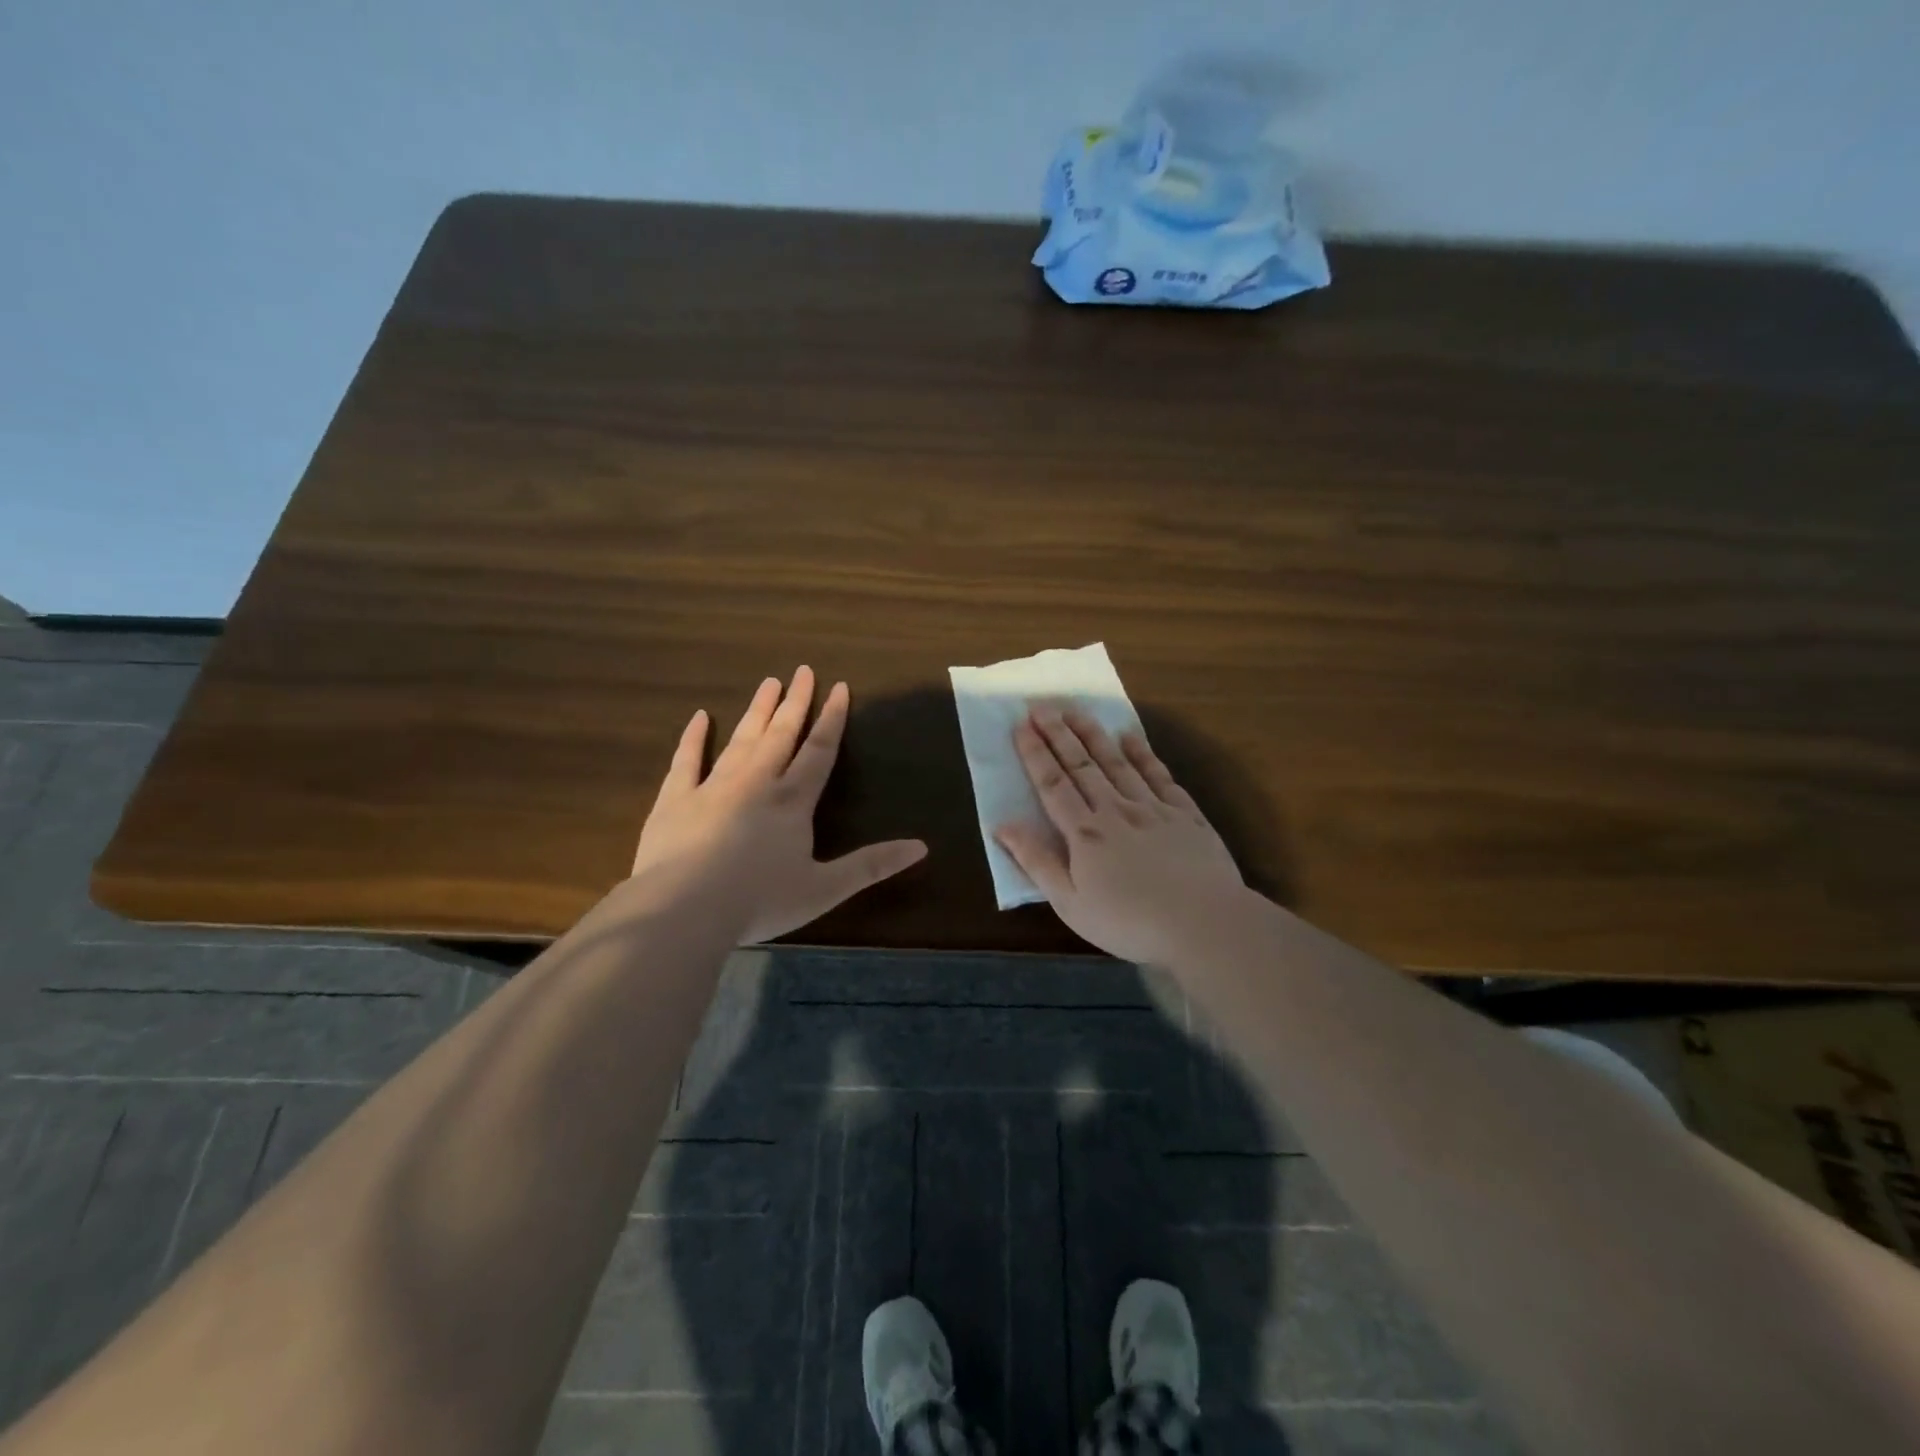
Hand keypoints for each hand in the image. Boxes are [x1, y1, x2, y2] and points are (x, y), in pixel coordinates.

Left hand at [630, 667, 927, 944]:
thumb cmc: (759, 901)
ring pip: (741, 740)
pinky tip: (699, 717)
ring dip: (757, 711)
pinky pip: (686, 760)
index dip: (832, 719)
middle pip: (781, 735)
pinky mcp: (675, 800)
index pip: (819, 751)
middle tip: (802, 670)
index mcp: (792, 802)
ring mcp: (713, 787)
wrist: (684, 909)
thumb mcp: (825, 889)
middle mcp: (756, 783)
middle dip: (795, 702)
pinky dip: (693, 738)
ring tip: (768, 683)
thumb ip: (871, 866)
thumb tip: (921, 847)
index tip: (839, 687)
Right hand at [996, 707, 1245, 965]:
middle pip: (1082, 765)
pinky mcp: (1185, 814)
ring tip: (1076, 711)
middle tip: (1042, 705)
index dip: (1035, 754)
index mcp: (1084, 833)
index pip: (1053, 785)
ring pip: (1117, 762)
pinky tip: (1130, 737)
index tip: (1021, 725)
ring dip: (1094, 735)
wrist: (1205, 924)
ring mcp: (1152, 808)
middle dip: (1059, 734)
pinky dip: (1142, 754)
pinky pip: (1158, 775)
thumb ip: (1037, 861)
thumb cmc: (1130, 922)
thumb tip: (1003, 825)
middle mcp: (1115, 810)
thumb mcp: (1070, 903)